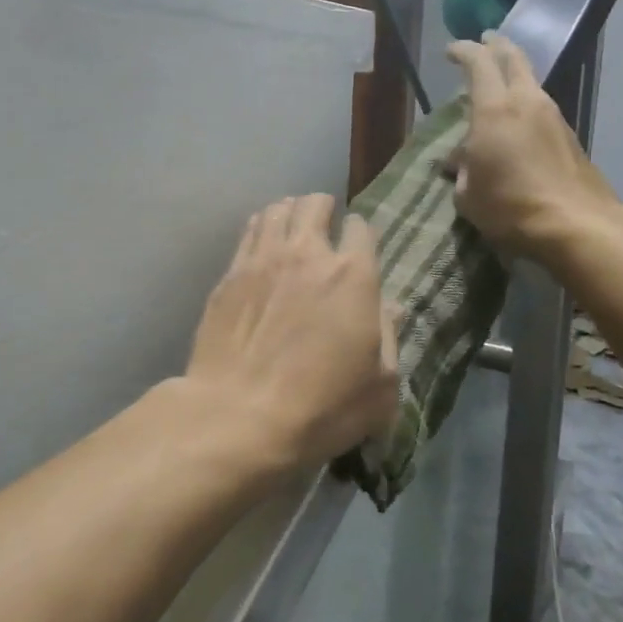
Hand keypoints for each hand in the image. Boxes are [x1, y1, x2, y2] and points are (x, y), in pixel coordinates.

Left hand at [186, 194, 399, 473]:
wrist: (239, 416)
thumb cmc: (322, 408)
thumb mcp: (379, 387)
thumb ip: (389, 338)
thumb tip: (393, 307)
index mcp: (353, 276)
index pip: (361, 228)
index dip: (361, 234)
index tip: (358, 246)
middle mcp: (308, 254)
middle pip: (314, 205)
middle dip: (323, 209)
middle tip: (324, 228)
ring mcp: (262, 260)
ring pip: (277, 210)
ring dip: (290, 213)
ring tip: (292, 230)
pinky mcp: (229, 275)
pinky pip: (248, 232)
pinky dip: (260, 228)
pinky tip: (261, 244)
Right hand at [446, 33, 618, 257]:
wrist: (575, 223)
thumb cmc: (510, 207)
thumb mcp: (469, 195)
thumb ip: (463, 170)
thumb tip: (461, 160)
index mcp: (495, 110)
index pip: (479, 63)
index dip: (464, 51)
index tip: (452, 49)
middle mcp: (527, 102)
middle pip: (514, 58)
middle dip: (497, 46)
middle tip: (485, 41)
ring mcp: (553, 116)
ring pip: (531, 82)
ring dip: (514, 77)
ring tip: (498, 86)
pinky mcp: (569, 135)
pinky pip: (541, 108)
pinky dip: (525, 104)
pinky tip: (517, 123)